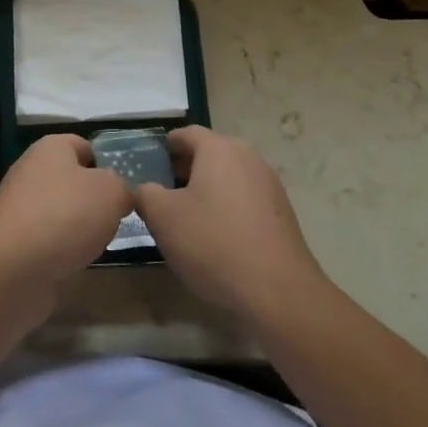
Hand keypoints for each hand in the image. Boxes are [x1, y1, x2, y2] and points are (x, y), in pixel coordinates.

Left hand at [0, 134, 133, 295]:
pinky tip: (76, 264)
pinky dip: (63, 251)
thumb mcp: (111, 192)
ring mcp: (18, 209)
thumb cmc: (65, 216)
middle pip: (72, 180)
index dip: (106, 162)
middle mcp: (30, 172)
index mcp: (50, 148)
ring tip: (101, 244)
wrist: (11, 269)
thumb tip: (119, 194)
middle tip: (119, 218)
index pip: (83, 145)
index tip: (127, 187)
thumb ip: (122, 187)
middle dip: (95, 199)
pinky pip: (48, 241)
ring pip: (60, 212)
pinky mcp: (13, 244)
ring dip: (80, 228)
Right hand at [134, 126, 326, 321]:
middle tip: (162, 195)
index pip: (185, 134)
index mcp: (219, 148)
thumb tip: (146, 188)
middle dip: (183, 170)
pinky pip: (245, 199)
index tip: (149, 167)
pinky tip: (216, 237)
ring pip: (228, 177)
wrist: (278, 292)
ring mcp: (269, 184)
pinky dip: (227, 208)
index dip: (164, 148)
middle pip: (209, 154)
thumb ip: (145, 193)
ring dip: (206, 190)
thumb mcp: (163, 217)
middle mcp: (248, 157)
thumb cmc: (213, 243)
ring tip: (186, 219)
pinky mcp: (282, 213)